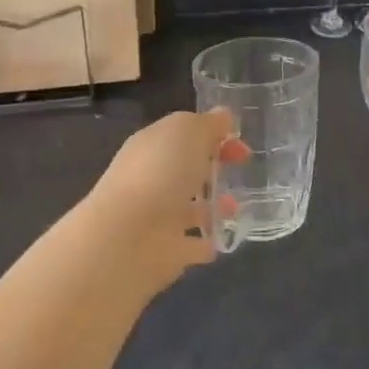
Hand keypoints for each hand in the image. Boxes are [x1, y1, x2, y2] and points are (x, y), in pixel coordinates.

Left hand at [84, 109, 248, 289]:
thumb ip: (209, 124)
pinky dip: (205, 243)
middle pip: (185, 169)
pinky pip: (191, 245)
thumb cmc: (160, 173)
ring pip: (189, 208)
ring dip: (212, 207)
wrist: (126, 238)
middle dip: (212, 169)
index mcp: (152, 146)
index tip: (242, 148)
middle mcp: (151, 179)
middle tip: (242, 172)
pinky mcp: (165, 252)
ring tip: (235, 209)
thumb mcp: (189, 132)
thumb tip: (224, 116)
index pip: (186, 135)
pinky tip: (223, 242)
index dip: (215, 136)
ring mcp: (157, 217)